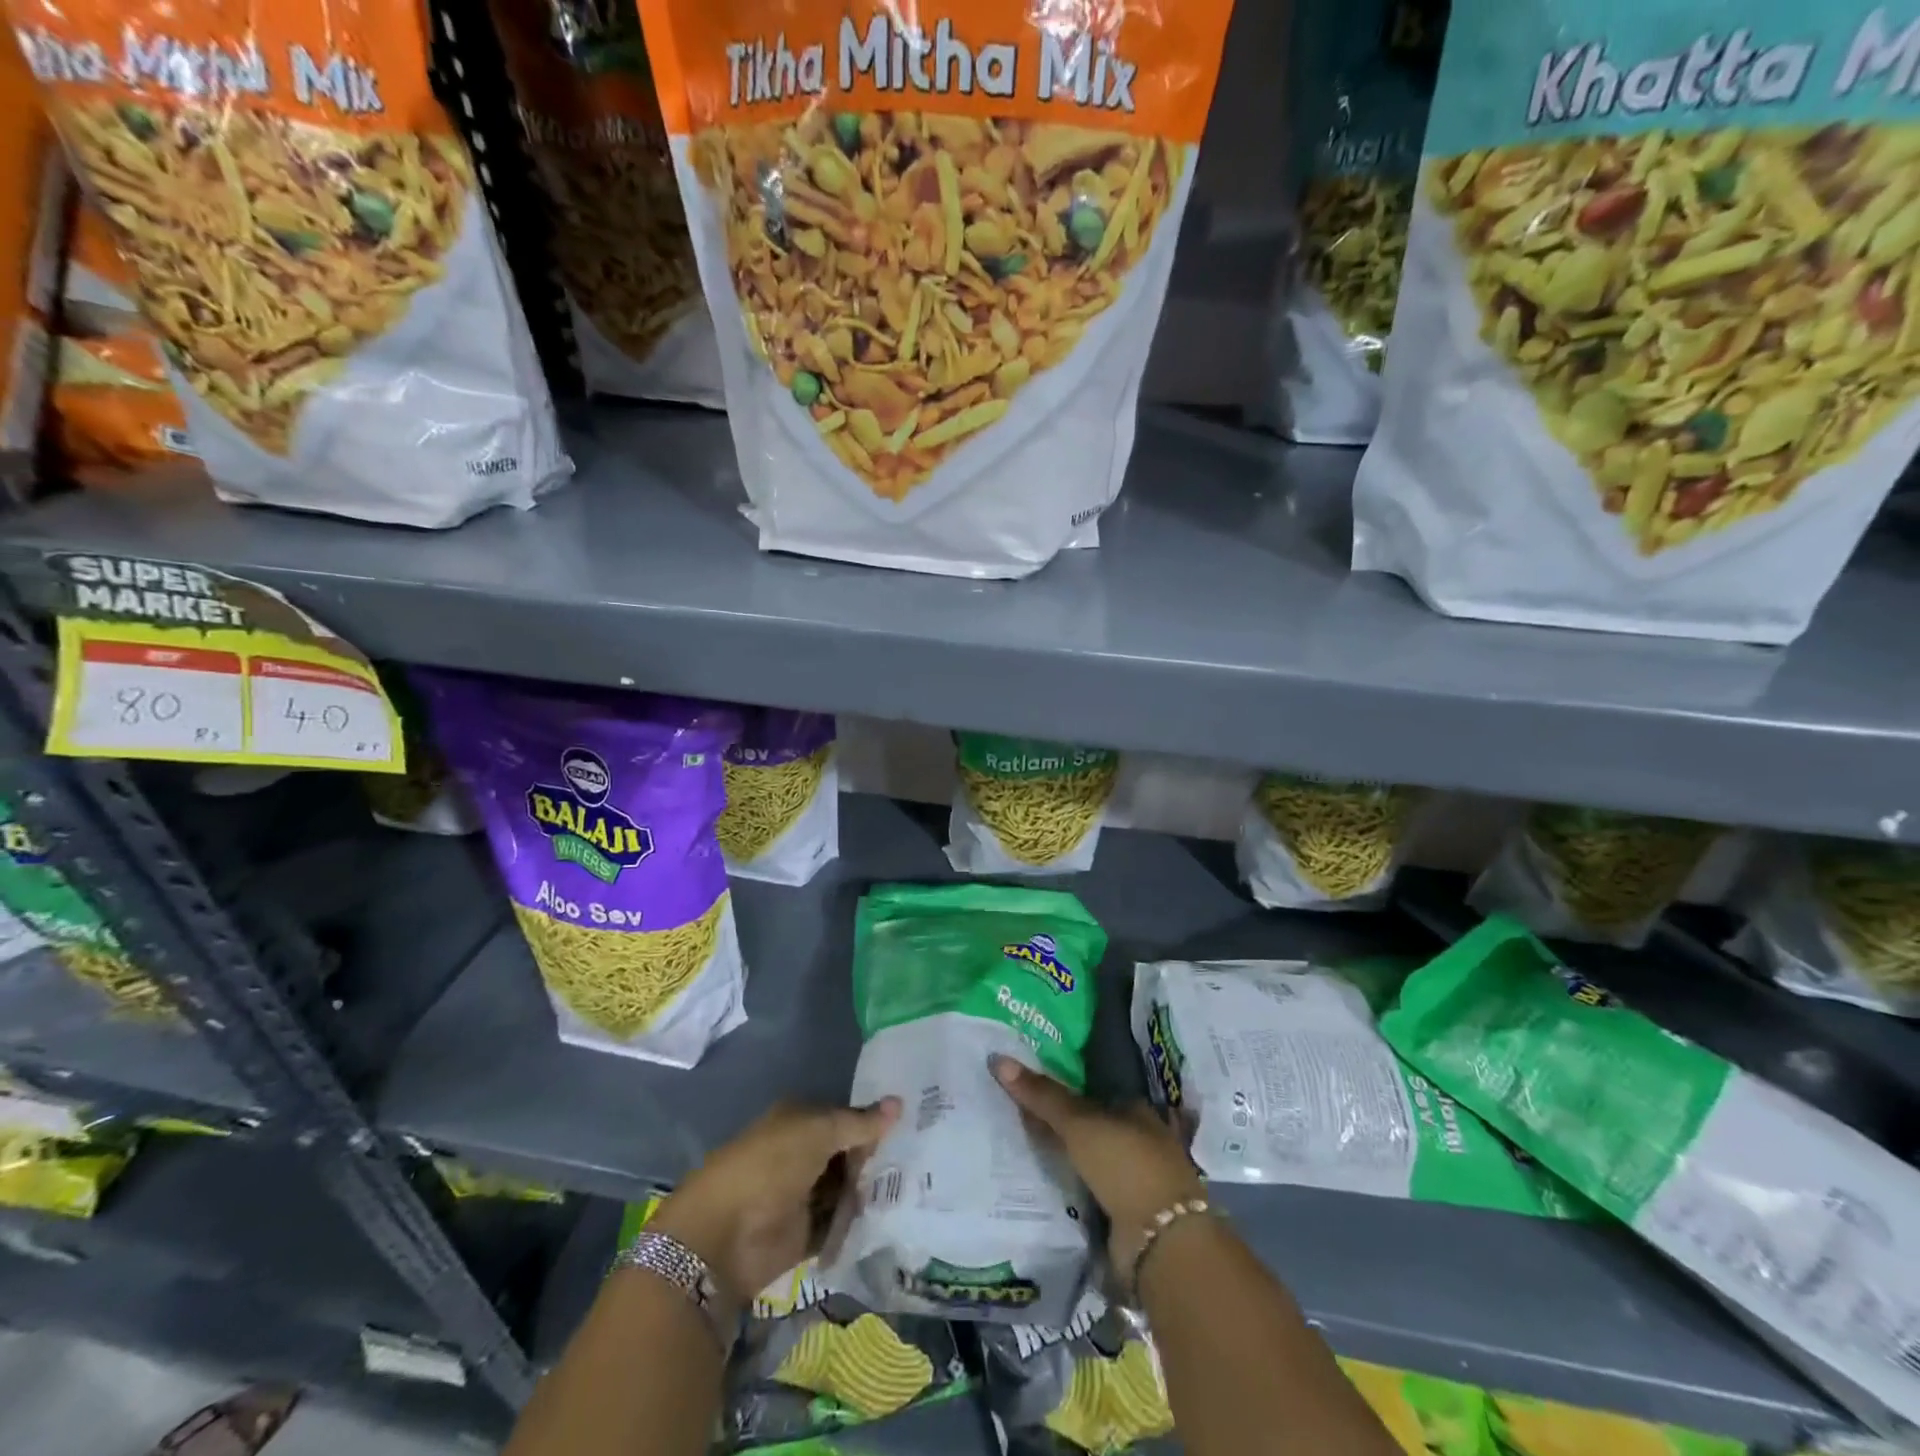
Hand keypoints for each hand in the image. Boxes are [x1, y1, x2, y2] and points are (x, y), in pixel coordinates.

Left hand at [648, 1098, 900, 1315]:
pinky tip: (892, 1218)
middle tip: (920, 1161)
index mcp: (801, 1120)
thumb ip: (861, 1122)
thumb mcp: (820, 1131)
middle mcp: (803, 1154)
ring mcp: (804, 1194)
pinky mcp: (806, 1234)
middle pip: (849, 1153)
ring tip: (913, 1190)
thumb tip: (899, 1103)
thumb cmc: (772, 1165)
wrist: (725, 1234)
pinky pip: (841, 1224)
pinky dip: (859, 1223)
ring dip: (870, 1191)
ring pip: (847, 1188)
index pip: (846, 1116)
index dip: (875, 1121)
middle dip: (877, 1159)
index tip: (913, 1125)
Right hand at [991, 1054, 1203, 1277]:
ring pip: (1089, 1159)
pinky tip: (1039, 1180)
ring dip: (1064, 1157)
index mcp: (1136, 1110)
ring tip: (1016, 1146)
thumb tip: (998, 1058)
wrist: (1160, 1241)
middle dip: (1060, 1124)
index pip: (1094, 1091)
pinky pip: (1087, 1190)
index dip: (1063, 1088)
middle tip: (1014, 1114)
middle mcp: (1139, 1140)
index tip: (1029, 1084)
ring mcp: (1133, 1179)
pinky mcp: (1124, 1214)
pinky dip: (1068, 1186)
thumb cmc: (1125, 1165)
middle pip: (1091, 1126)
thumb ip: (1042, 1095)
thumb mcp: (1079, 1123)